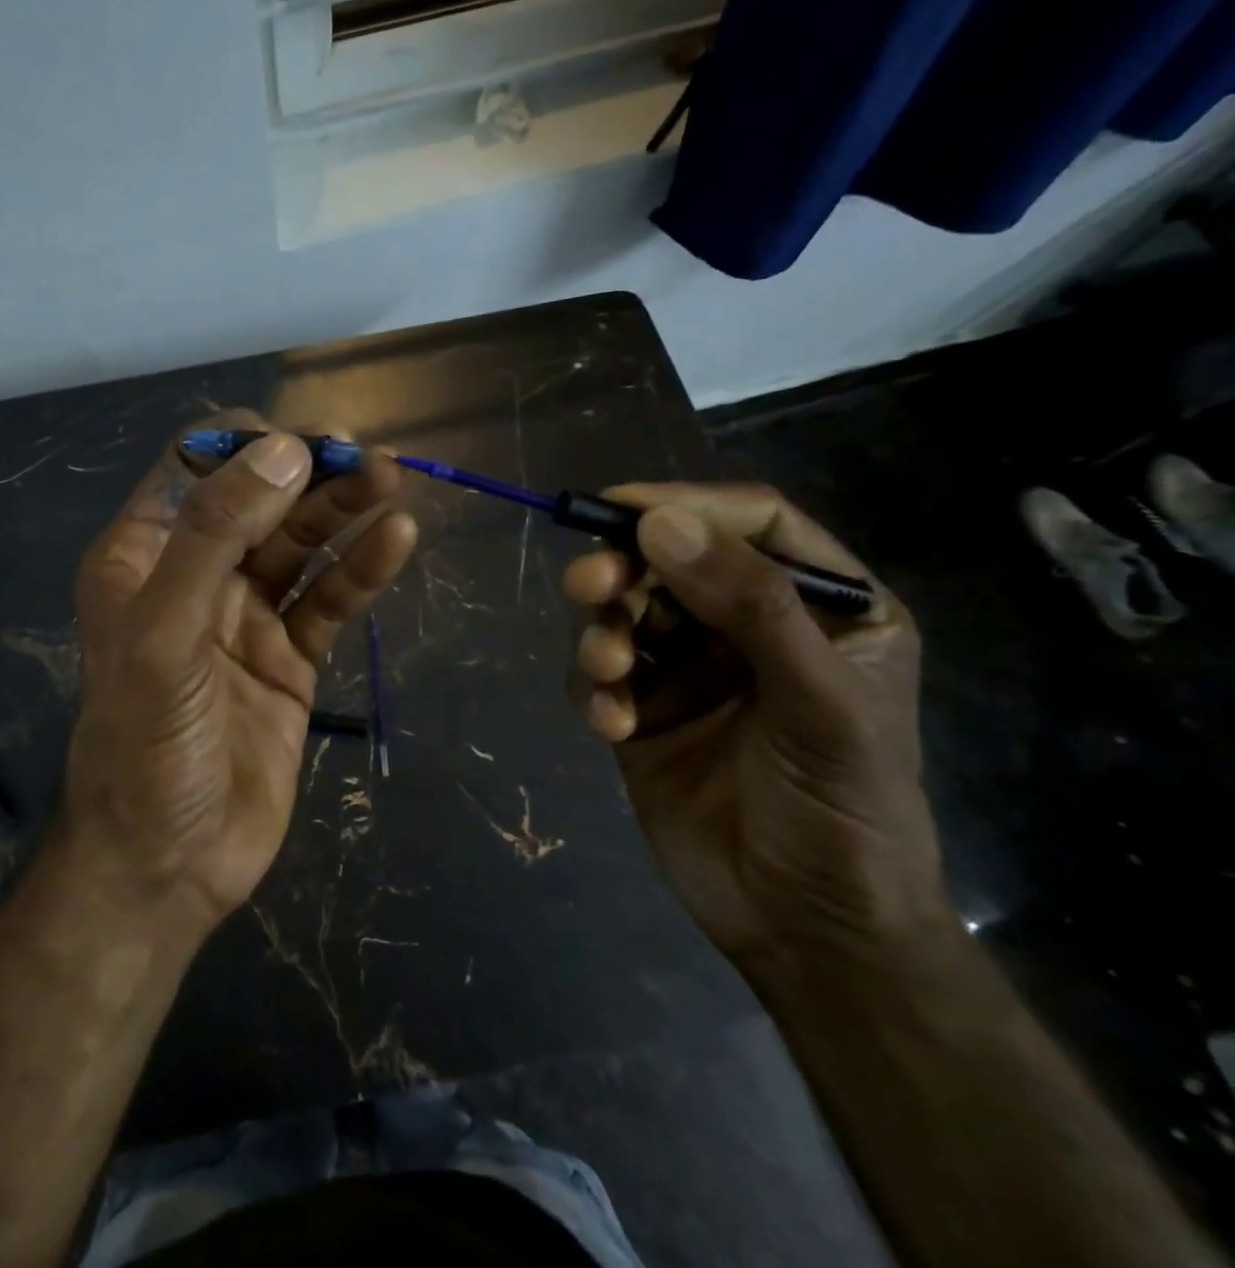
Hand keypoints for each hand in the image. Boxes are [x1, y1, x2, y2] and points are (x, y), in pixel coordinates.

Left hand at [61, 412, 417, 928]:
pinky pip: (328, 600)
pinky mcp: (289, 658)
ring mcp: (246, 616)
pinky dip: (360, 570)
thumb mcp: (164, 634)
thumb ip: (214, 537)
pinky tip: (396, 540)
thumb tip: (283, 451)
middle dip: (309, 472)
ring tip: (392, 481)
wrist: (169, 865)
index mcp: (144, 556)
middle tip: (369, 456)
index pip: (193, 468)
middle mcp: (195, 575)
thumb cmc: (146, 746)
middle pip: (258, 500)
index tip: (302, 442)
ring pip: (300, 545)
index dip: (246, 446)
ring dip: (344, 510)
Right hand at [563, 483, 949, 976]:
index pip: (752, 524)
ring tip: (608, 672)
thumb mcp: (819, 704)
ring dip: (603, 632)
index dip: (687, 504)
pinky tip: (612, 726)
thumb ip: (749, 607)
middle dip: (624, 570)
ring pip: (624, 613)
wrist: (805, 930)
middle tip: (591, 586)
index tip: (619, 507)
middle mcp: (748, 626)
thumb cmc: (844, 812)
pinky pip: (600, 674)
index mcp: (821, 607)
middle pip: (670, 561)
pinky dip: (595, 689)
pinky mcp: (642, 709)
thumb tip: (658, 522)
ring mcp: (689, 668)